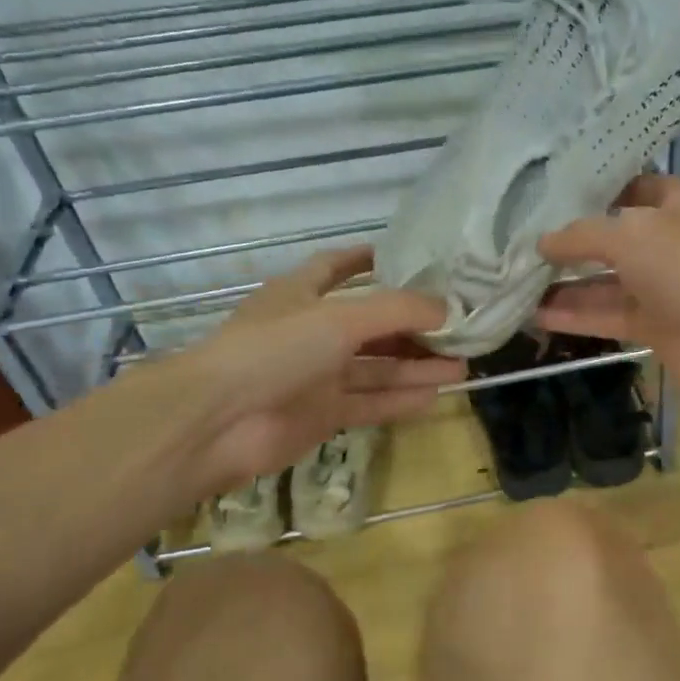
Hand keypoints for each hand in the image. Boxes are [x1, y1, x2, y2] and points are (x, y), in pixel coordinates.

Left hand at [152, 247, 463, 494]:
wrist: (218, 421)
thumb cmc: (275, 350)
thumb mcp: (340, 318)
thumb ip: (397, 311)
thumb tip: (446, 309)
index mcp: (301, 295)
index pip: (336, 267)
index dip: (369, 260)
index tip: (409, 259)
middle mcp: (310, 332)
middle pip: (370, 325)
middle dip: (412, 327)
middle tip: (457, 329)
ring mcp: (316, 376)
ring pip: (375, 368)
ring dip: (415, 366)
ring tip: (461, 367)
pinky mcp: (321, 415)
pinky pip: (369, 403)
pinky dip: (399, 400)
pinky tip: (434, 397)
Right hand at [536, 175, 679, 395]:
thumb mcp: (628, 235)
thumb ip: (581, 236)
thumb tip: (543, 243)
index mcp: (673, 204)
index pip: (629, 187)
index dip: (594, 188)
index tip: (549, 192)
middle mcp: (664, 241)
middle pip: (609, 237)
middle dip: (569, 241)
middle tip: (519, 241)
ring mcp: (658, 285)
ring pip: (602, 281)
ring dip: (563, 284)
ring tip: (515, 282)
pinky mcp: (650, 324)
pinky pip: (605, 314)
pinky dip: (573, 315)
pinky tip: (533, 315)